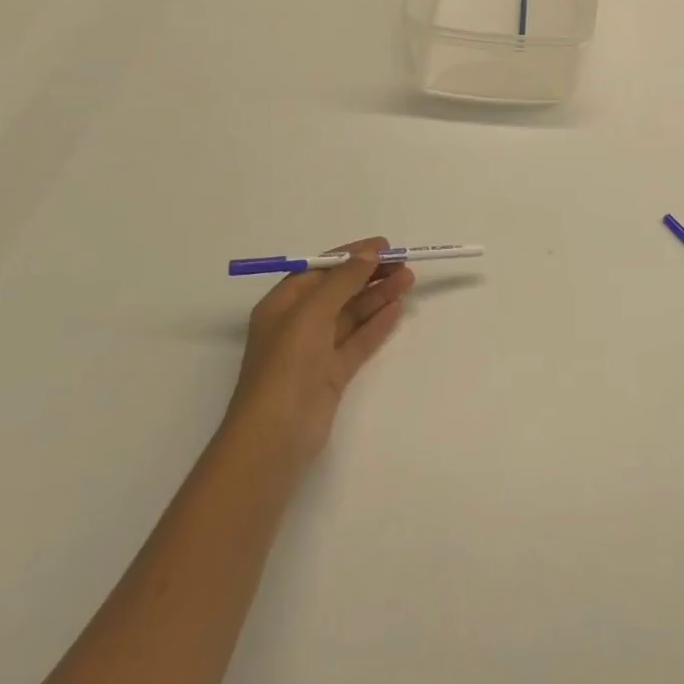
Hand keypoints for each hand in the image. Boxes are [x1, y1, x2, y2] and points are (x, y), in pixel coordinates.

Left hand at [226, 236, 413, 466]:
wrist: (275, 437)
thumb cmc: (286, 365)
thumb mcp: (312, 312)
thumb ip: (343, 280)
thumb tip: (369, 253)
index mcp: (282, 305)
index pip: (320, 269)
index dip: (351, 255)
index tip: (385, 245)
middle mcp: (297, 324)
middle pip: (339, 290)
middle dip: (370, 275)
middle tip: (404, 264)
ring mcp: (315, 351)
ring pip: (352, 314)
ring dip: (378, 295)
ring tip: (409, 281)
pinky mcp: (331, 374)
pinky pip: (358, 341)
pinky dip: (377, 324)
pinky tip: (397, 310)